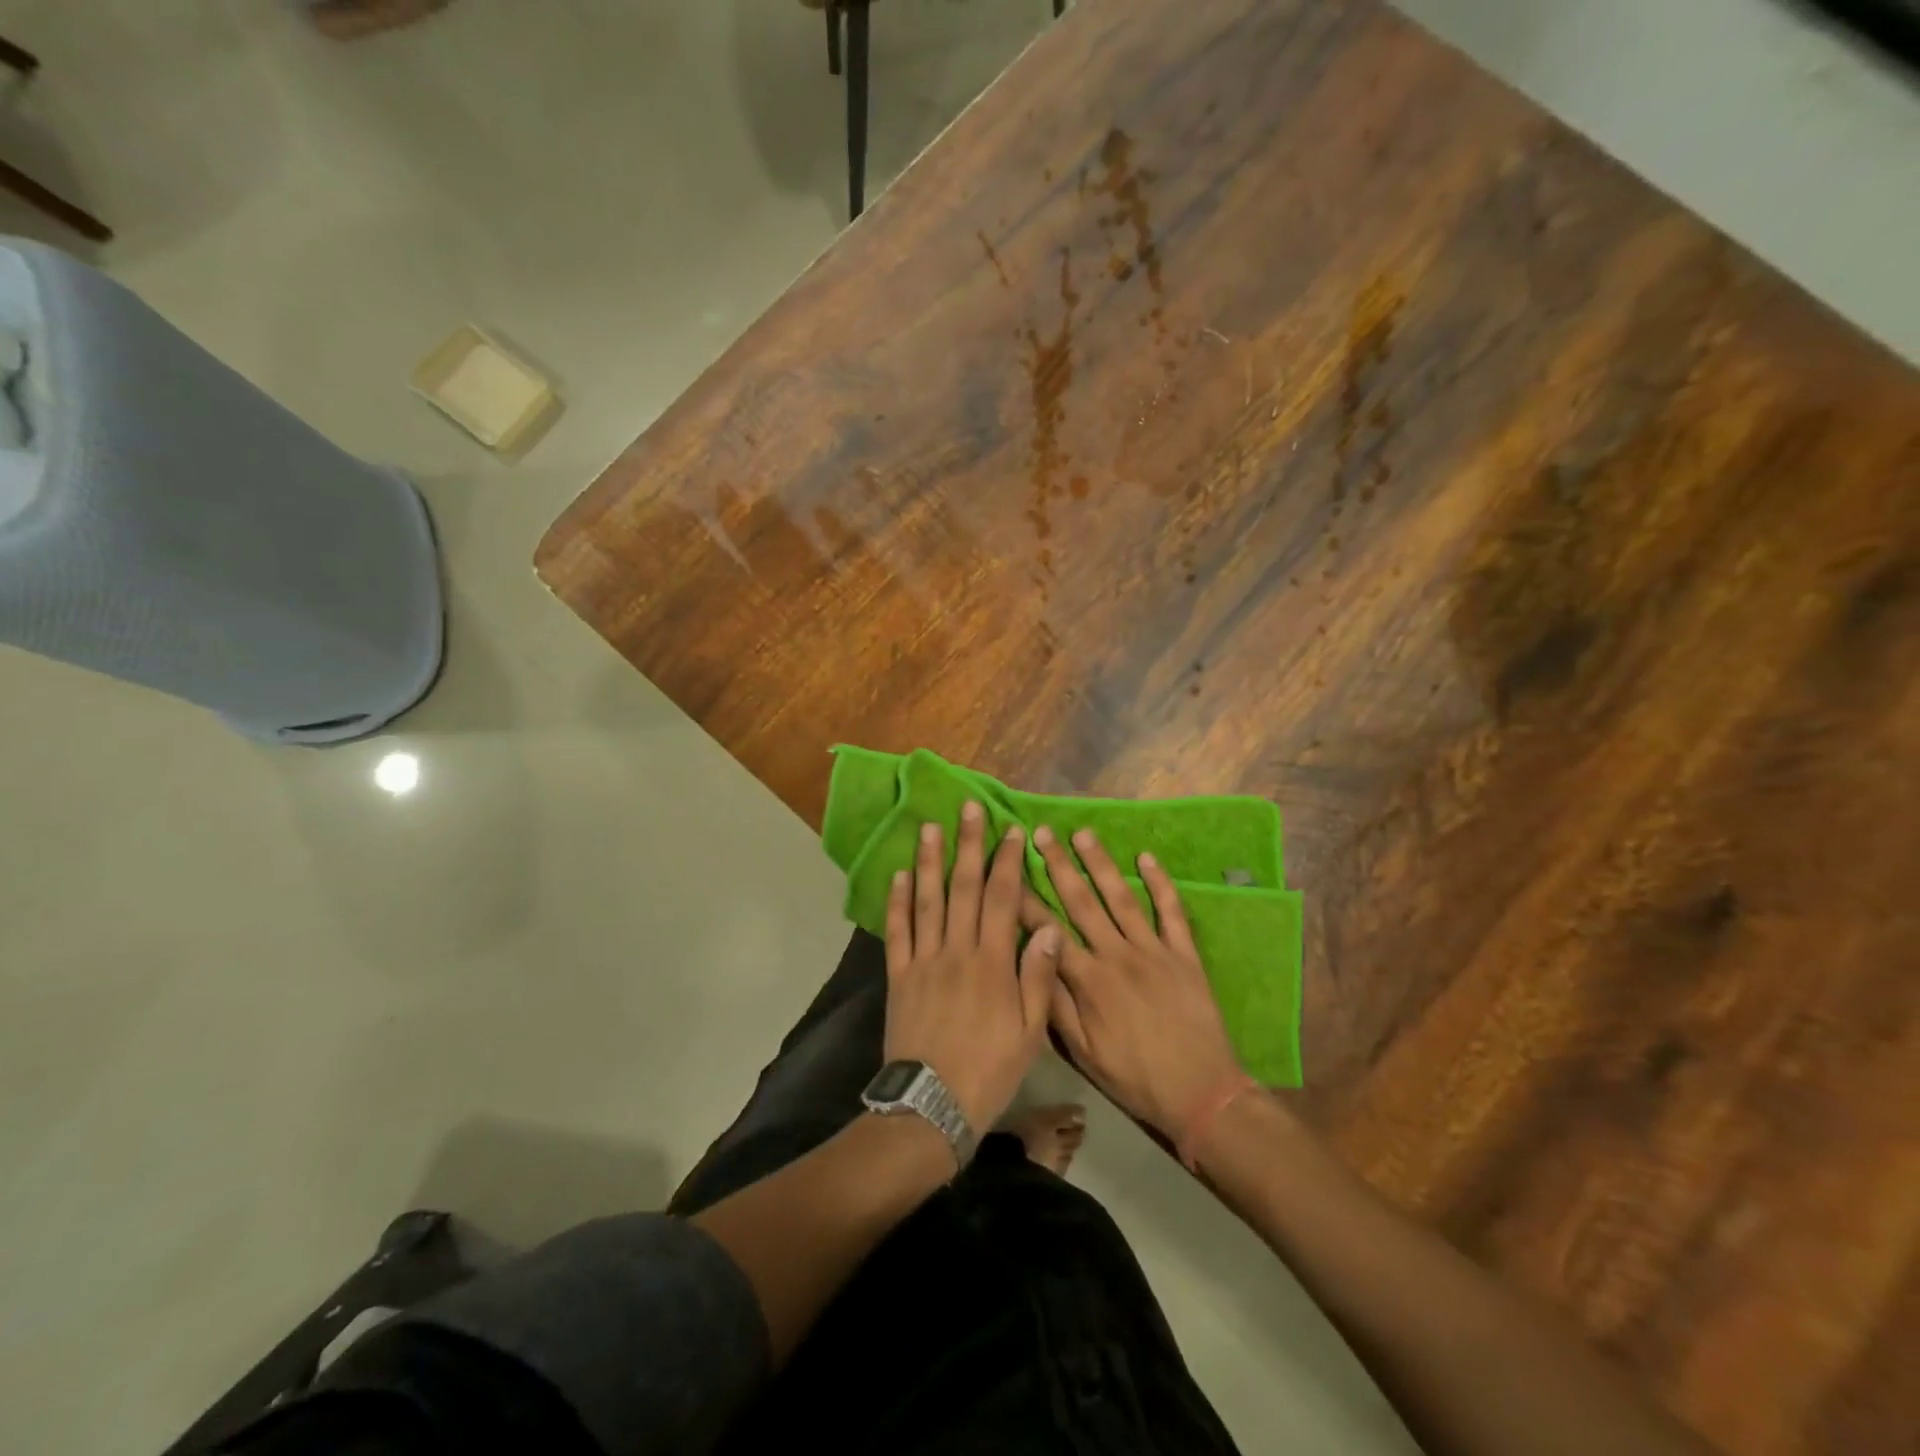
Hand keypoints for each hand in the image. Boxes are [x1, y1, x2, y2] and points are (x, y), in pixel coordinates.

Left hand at [884, 802, 1063, 1131]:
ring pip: (927, 901)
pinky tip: (901, 875)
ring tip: (929, 828)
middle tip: (968, 809)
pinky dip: (898, 901)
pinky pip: (897, 931)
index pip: (1001, 899)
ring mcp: (924, 961)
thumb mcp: (1029, 1032)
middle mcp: (957, 951)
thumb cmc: (989, 1070)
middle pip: (963, 888)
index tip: (1010, 832)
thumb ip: (1037, 976)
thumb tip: (1048, 926)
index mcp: (992, 963)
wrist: (932, 1106)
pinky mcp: (899, 976)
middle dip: (968, 846)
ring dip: (930, 862)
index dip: (1006, 862)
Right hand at [1024, 826, 1244, 1136]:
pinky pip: (1171, 911)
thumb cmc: (1135, 1077)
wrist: (1201, 1093)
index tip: (1007, 870)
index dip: (1025, 899)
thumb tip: (1030, 962)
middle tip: (1042, 833)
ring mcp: (1153, 950)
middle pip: (1082, 901)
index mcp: (1089, 980)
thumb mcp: (1084, 1054)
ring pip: (1121, 897)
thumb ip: (1056, 1006)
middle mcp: (1117, 955)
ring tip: (1082, 834)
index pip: (1048, 929)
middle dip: (1058, 865)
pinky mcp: (1184, 954)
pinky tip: (1147, 858)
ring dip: (1100, 863)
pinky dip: (1160, 883)